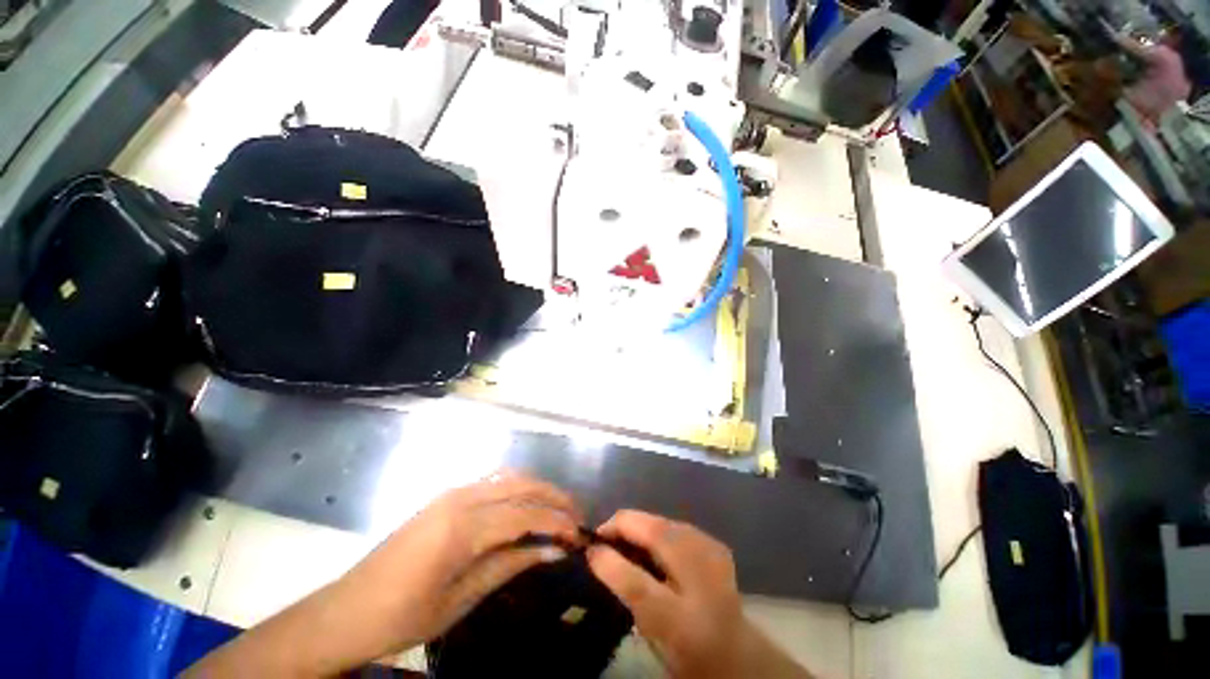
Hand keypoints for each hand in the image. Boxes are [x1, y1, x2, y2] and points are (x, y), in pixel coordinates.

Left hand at [337, 471, 581, 653]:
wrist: (347, 609)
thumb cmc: (403, 616)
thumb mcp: (461, 600)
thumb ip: (510, 565)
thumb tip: (553, 550)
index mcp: (462, 528)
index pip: (525, 514)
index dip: (557, 521)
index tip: (580, 533)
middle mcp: (461, 498)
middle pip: (521, 485)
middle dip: (554, 497)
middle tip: (576, 515)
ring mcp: (452, 492)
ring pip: (508, 477)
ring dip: (537, 488)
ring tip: (557, 508)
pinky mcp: (447, 496)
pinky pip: (492, 481)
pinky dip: (517, 488)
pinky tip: (526, 504)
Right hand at [587, 510, 810, 678]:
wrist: (736, 657)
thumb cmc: (689, 643)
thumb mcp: (650, 617)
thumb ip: (621, 579)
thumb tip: (593, 549)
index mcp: (681, 557)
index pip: (633, 525)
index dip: (608, 530)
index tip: (592, 549)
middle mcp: (696, 540)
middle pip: (647, 521)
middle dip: (623, 532)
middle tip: (608, 555)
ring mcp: (707, 540)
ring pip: (661, 523)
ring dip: (641, 534)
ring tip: (630, 558)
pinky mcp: (713, 544)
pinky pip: (676, 531)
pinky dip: (659, 539)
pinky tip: (656, 560)